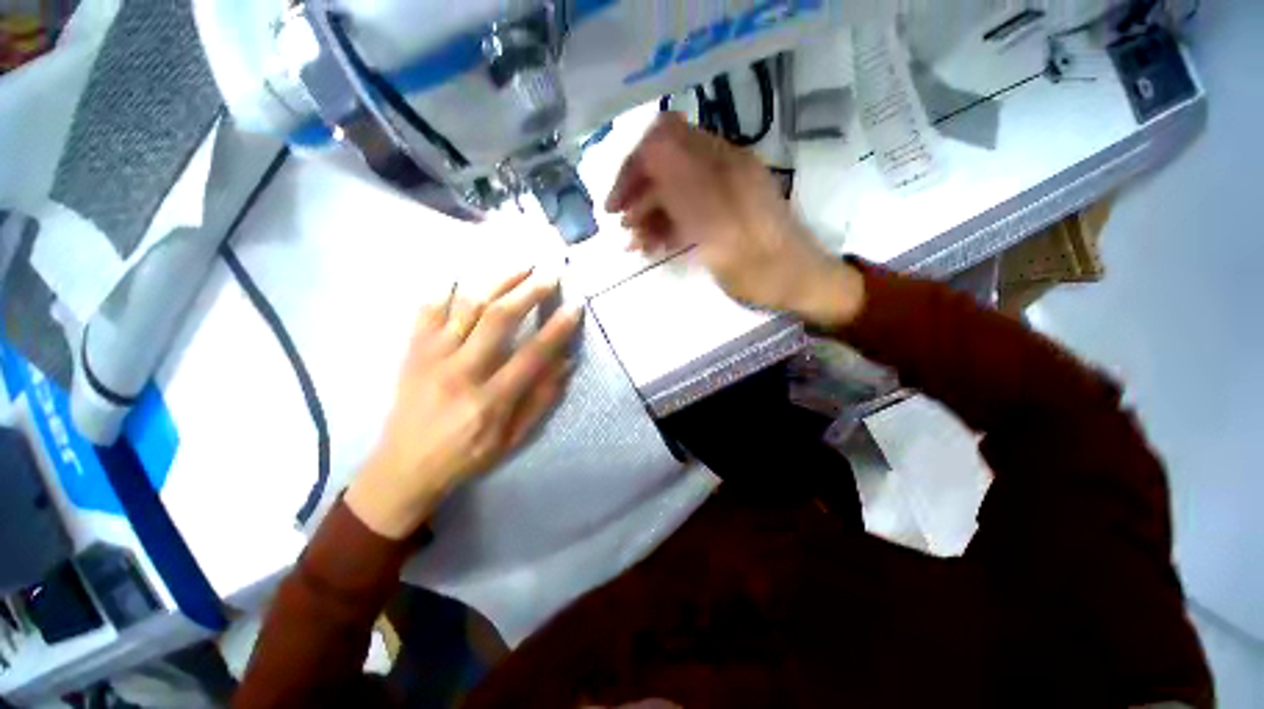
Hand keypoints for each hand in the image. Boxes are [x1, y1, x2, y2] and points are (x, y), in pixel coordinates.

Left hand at [346, 269, 582, 539]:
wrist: (403, 468)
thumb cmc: (466, 456)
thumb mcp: (512, 438)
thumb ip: (540, 399)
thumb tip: (565, 363)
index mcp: (490, 399)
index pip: (532, 354)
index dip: (558, 327)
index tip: (576, 305)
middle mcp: (461, 371)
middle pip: (498, 318)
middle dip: (529, 291)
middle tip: (550, 272)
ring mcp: (432, 357)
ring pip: (466, 306)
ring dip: (496, 280)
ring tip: (520, 264)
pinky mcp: (412, 351)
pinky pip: (428, 310)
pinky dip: (446, 289)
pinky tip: (464, 275)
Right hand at [606, 113, 864, 328]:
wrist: (798, 284)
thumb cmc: (760, 265)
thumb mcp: (719, 229)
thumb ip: (684, 186)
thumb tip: (649, 146)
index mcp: (722, 164)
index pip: (663, 140)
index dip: (633, 167)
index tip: (617, 206)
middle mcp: (722, 167)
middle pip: (666, 164)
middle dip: (638, 196)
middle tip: (624, 232)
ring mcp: (724, 188)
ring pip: (674, 189)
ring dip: (650, 214)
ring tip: (637, 246)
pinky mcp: (724, 209)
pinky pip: (688, 207)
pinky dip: (667, 223)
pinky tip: (656, 246)